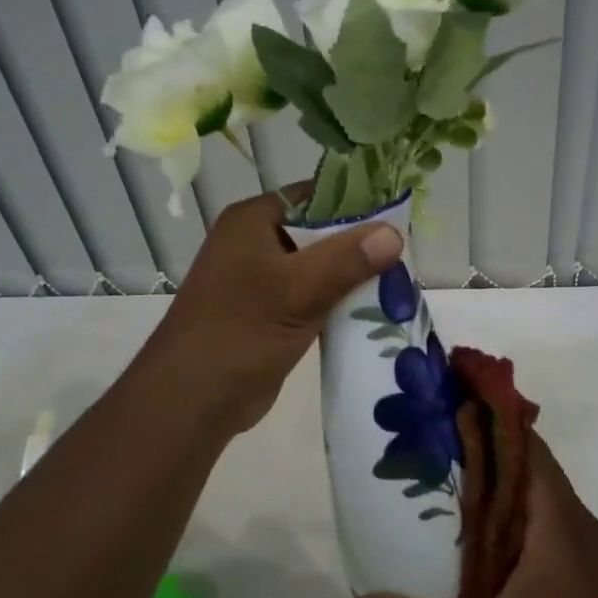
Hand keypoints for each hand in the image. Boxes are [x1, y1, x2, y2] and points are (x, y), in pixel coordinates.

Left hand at [140, 188, 402, 433]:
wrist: (191, 402)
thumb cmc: (240, 332)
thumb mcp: (298, 290)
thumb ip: (347, 259)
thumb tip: (395, 232)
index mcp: (253, 220)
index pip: (314, 195)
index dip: (356, 201)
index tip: (398, 215)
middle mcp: (256, 241)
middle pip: (320, 231)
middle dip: (360, 243)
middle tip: (405, 252)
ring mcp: (262, 279)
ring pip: (320, 266)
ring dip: (353, 275)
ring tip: (399, 279)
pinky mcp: (271, 311)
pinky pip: (314, 294)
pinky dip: (340, 300)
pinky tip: (375, 308)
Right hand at [344, 434, 597, 597]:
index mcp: (559, 529)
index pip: (530, 449)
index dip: (494, 420)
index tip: (452, 404)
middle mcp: (578, 526)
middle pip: (531, 465)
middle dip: (486, 447)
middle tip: (431, 440)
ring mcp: (585, 551)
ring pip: (538, 495)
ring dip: (498, 482)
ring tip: (443, 479)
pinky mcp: (583, 573)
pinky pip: (545, 522)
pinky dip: (511, 513)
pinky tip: (473, 535)